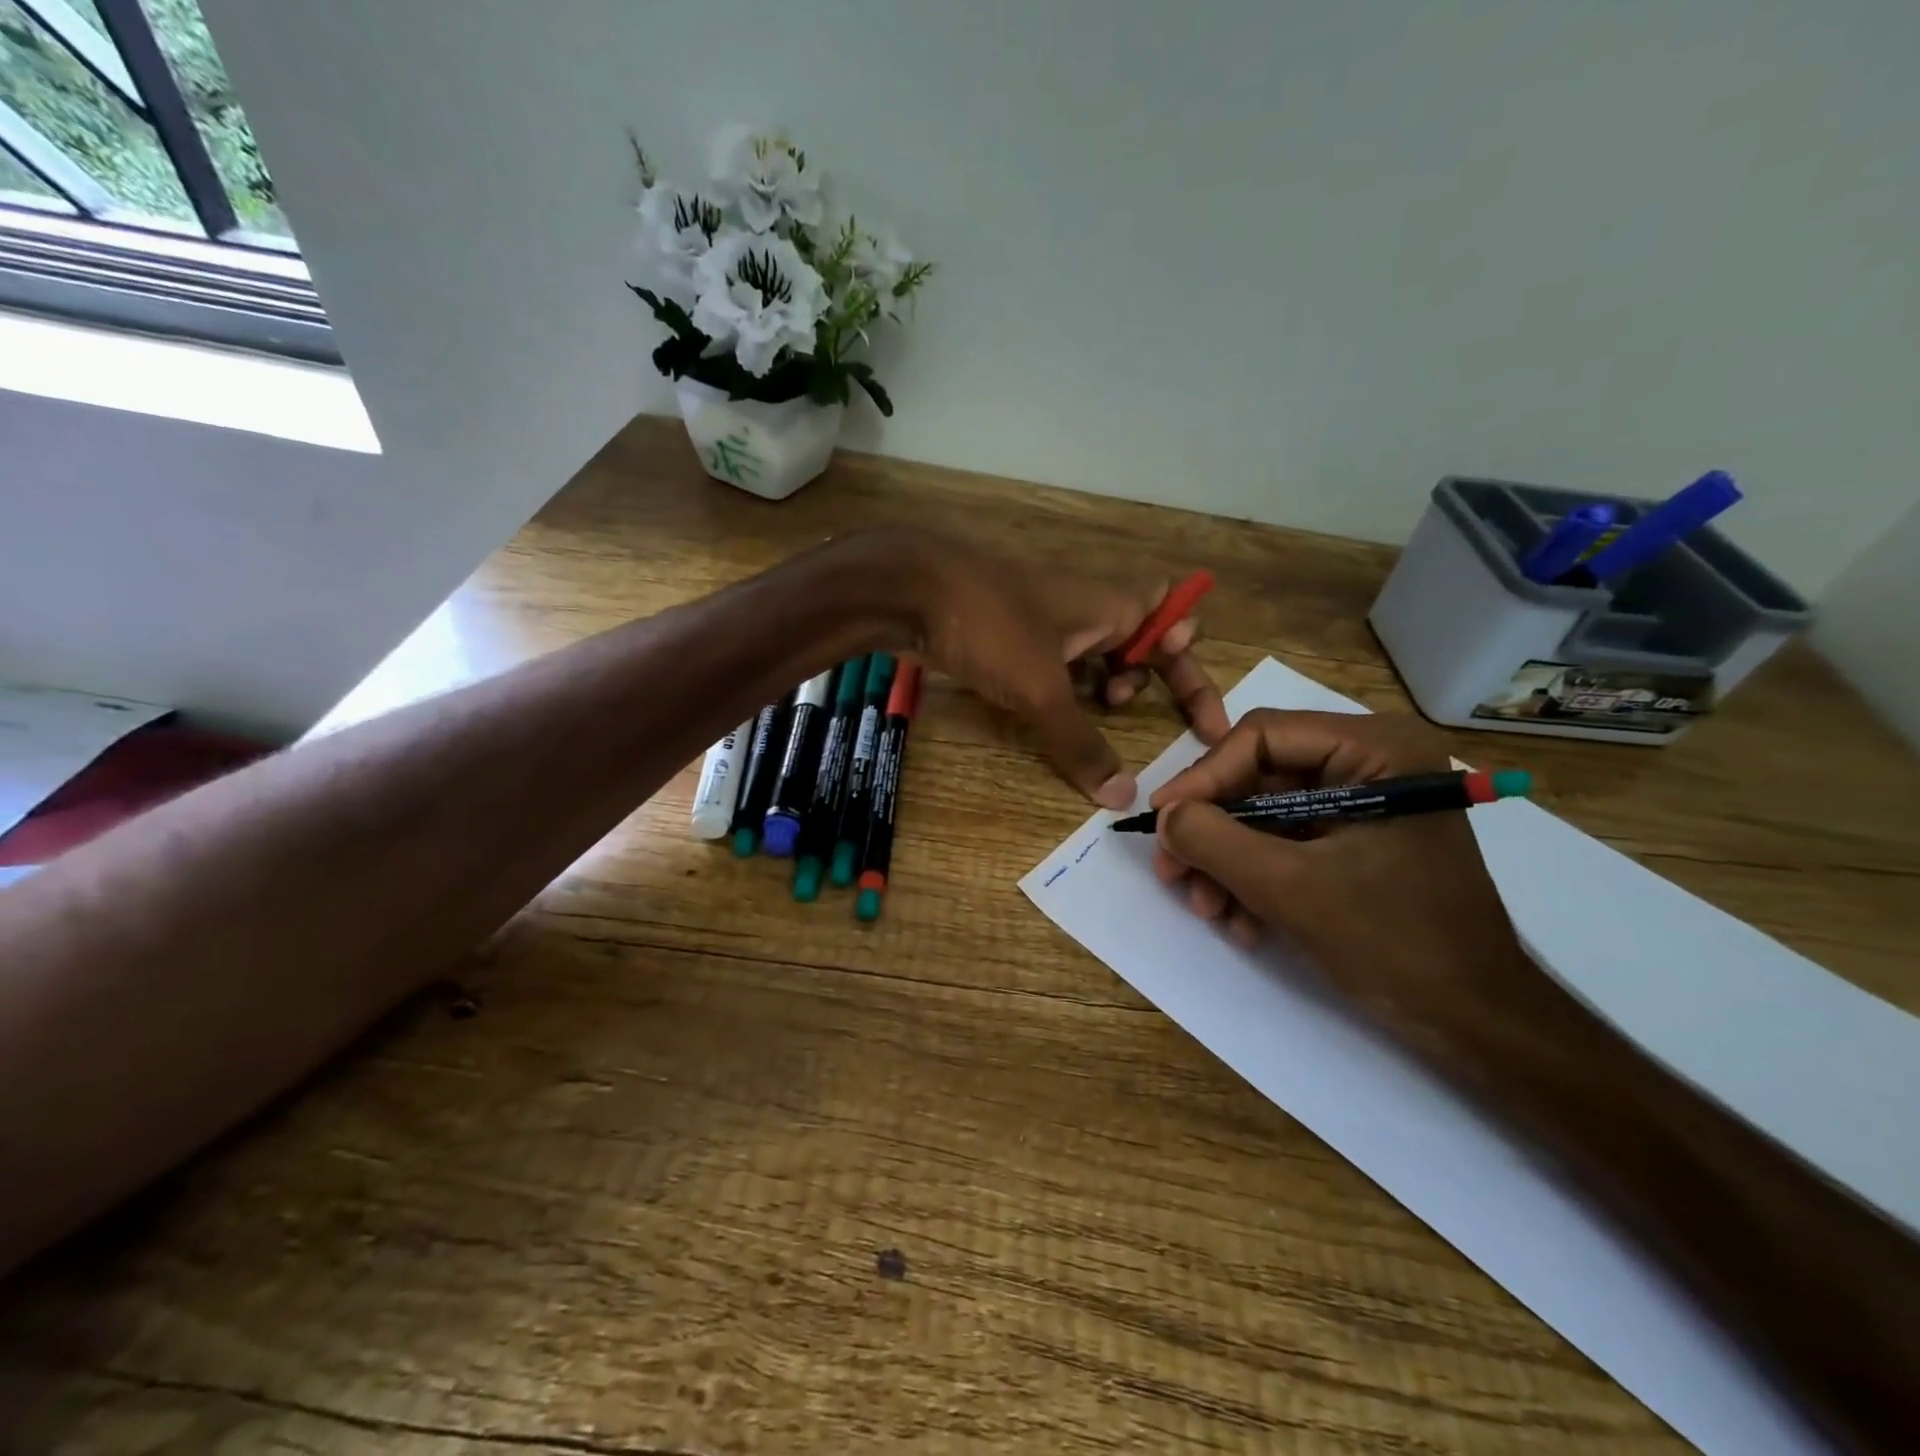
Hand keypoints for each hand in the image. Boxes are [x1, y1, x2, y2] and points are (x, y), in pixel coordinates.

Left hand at [906, 533, 1229, 807]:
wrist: (907, 588)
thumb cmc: (989, 625)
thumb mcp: (1041, 690)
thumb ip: (1080, 743)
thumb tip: (1123, 796)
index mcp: (1110, 604)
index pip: (1176, 628)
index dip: (1194, 673)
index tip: (1205, 726)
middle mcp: (1086, 606)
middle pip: (1138, 640)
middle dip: (1144, 678)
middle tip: (1118, 708)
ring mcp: (1045, 617)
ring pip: (1094, 653)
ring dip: (1101, 685)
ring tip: (1090, 712)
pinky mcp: (1010, 632)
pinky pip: (1054, 661)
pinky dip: (1063, 686)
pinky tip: (1045, 711)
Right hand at [1149, 710, 1548, 1058]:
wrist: (1477, 1022)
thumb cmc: (1394, 943)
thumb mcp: (1288, 887)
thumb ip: (1214, 840)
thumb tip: (1164, 815)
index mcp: (1376, 749)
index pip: (1263, 737)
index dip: (1203, 777)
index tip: (1160, 821)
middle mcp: (1371, 761)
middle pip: (1259, 777)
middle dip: (1213, 831)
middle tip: (1172, 871)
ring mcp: (1365, 802)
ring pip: (1265, 814)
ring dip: (1227, 861)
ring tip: (1206, 909)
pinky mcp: (1358, 838)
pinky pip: (1288, 841)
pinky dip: (1256, 877)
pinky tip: (1241, 922)